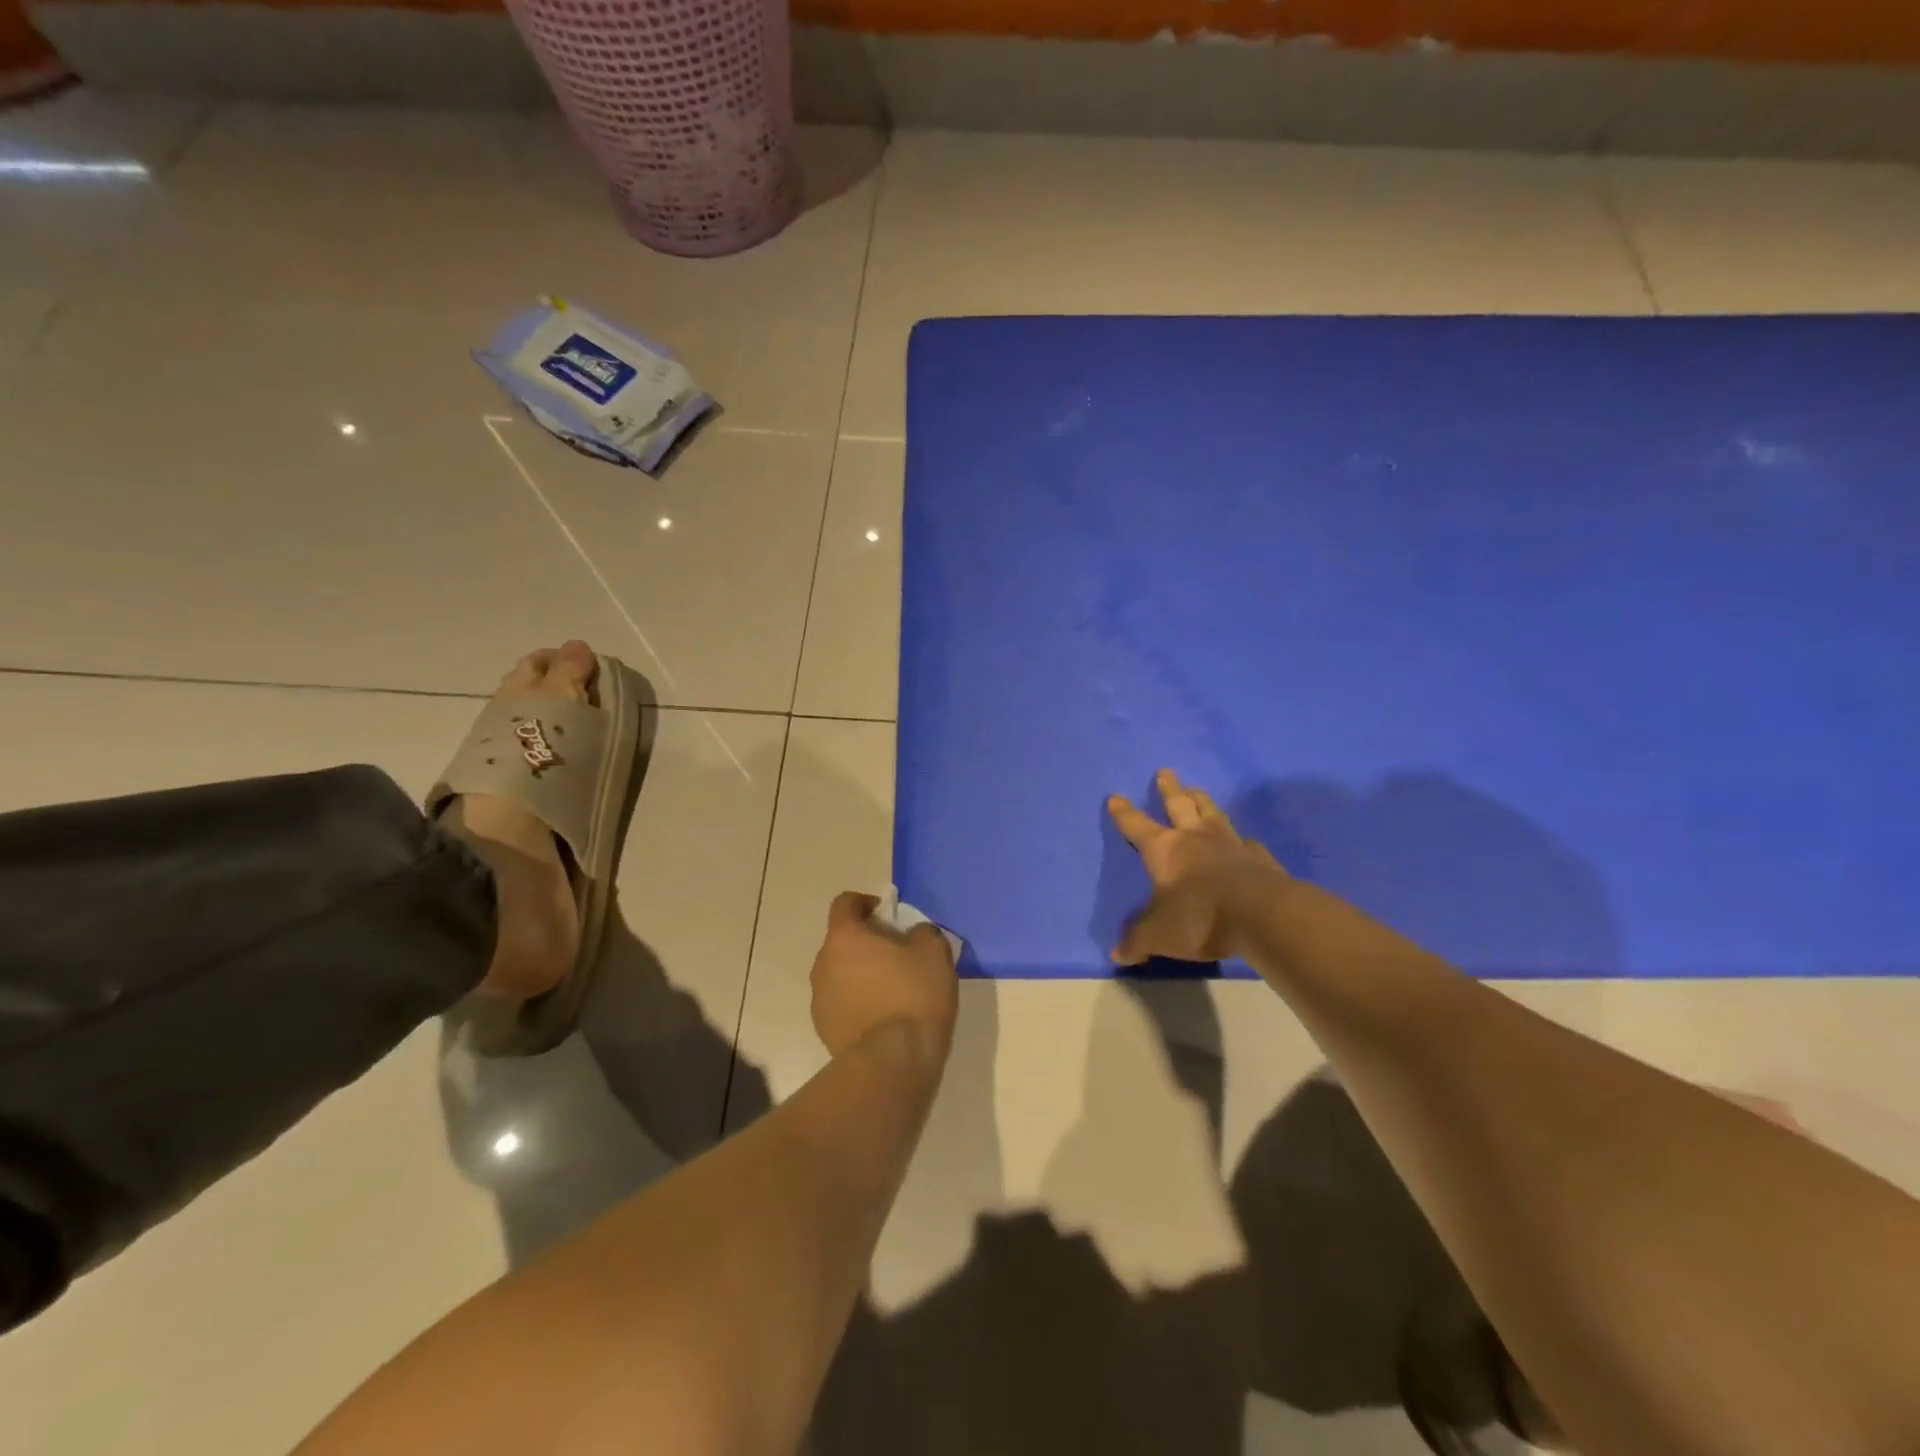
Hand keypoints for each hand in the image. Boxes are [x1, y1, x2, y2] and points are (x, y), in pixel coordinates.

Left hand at [810, 892, 958, 1060]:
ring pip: (840, 974)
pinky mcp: (824, 1030)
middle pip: (841, 941)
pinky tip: (883, 1018)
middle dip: (865, 942)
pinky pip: (842, 1004)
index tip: (887, 914)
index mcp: (844, 937)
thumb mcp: (934, 951)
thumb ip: (922, 932)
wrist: (892, 1062)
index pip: (845, 903)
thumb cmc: (912, 995)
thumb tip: (913, 935)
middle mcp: (823, 963)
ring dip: (860, 974)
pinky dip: (858, 1003)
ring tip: (892, 990)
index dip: (865, 903)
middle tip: (897, 955)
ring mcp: (820, 999)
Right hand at [1106, 769, 1289, 965]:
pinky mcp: (1261, 858)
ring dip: (1203, 801)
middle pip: (1180, 805)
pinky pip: (1247, 842)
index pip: (1137, 826)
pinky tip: (1244, 841)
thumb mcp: (1158, 935)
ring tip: (1197, 790)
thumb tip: (1118, 953)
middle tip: (1165, 772)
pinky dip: (1241, 839)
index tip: (1115, 796)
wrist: (1261, 916)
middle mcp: (1196, 838)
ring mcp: (1231, 845)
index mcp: (1165, 850)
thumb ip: (1137, 941)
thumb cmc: (1199, 918)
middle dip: (1169, 789)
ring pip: (1213, 813)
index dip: (1124, 813)